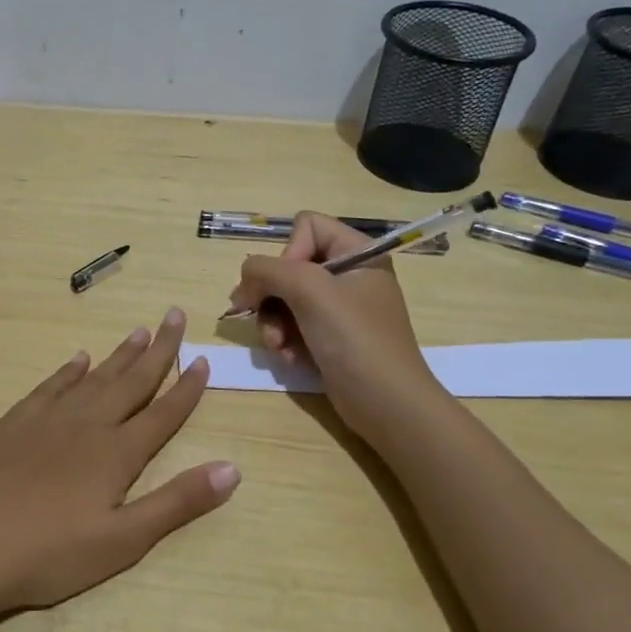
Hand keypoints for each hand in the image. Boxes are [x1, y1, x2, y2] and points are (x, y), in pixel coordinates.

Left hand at [0, 307, 238, 619]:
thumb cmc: (49, 553)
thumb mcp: (123, 540)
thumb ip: (177, 503)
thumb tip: (233, 468)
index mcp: (116, 453)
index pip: (162, 413)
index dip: (185, 388)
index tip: (202, 359)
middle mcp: (87, 424)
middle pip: (131, 381)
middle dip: (158, 350)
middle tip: (175, 316)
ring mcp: (47, 419)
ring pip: (93, 377)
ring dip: (119, 355)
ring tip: (139, 331)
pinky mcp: (15, 423)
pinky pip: (50, 386)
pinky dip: (68, 371)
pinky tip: (77, 359)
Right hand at [225, 212, 439, 442]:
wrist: (387, 405)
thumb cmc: (355, 339)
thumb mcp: (309, 291)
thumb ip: (267, 270)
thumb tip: (243, 279)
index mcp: (357, 253)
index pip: (306, 226)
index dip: (288, 252)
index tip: (287, 283)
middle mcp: (349, 275)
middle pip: (288, 266)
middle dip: (271, 296)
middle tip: (259, 317)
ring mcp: (339, 309)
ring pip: (284, 298)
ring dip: (273, 323)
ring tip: (278, 347)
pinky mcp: (330, 338)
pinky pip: (293, 325)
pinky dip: (285, 341)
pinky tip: (290, 359)